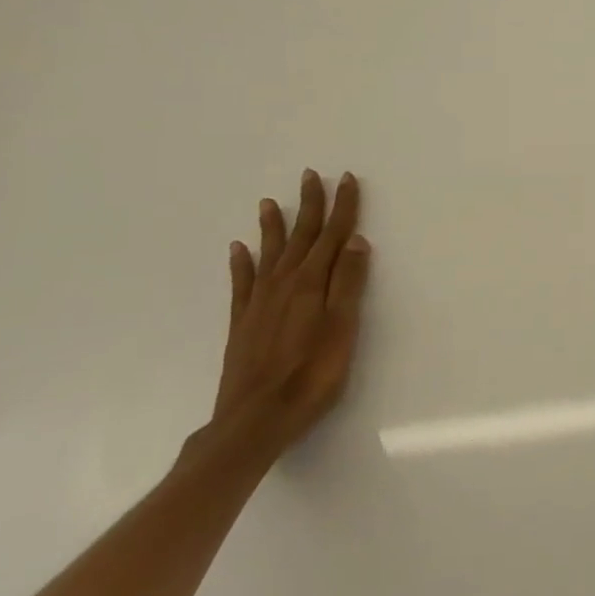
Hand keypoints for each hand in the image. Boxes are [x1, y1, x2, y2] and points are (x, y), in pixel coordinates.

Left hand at [196, 170, 371, 461]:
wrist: (255, 419)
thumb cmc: (311, 375)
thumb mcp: (343, 328)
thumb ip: (349, 283)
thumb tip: (356, 241)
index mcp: (313, 283)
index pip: (333, 235)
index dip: (342, 207)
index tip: (347, 179)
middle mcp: (285, 283)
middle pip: (301, 236)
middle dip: (309, 205)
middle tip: (311, 176)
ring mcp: (260, 302)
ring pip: (269, 253)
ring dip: (273, 226)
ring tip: (270, 202)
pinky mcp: (243, 322)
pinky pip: (242, 281)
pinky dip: (241, 262)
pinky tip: (238, 249)